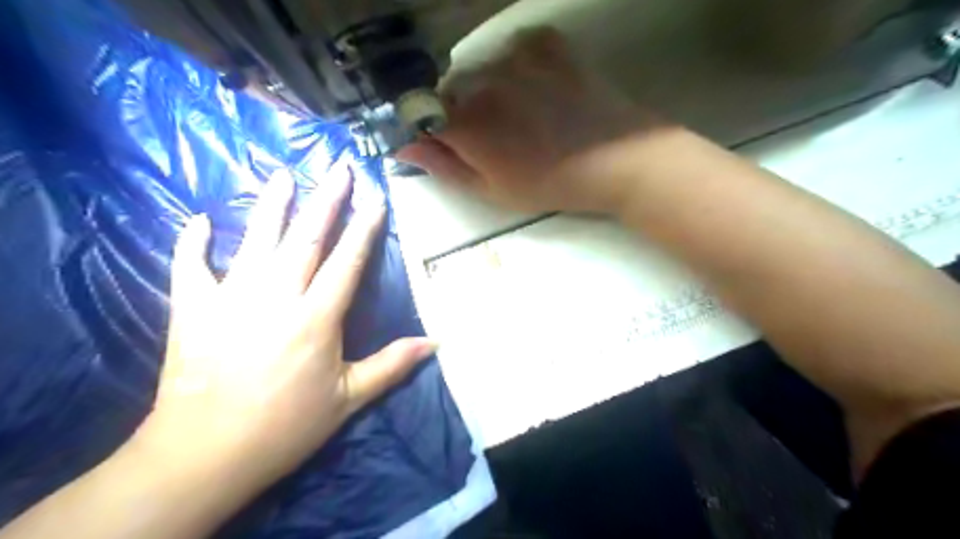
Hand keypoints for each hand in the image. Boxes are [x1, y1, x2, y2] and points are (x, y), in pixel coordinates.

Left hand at [131, 170, 438, 489]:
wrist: (204, 455)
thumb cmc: (286, 427)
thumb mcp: (348, 400)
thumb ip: (392, 365)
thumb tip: (435, 343)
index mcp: (316, 317)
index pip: (348, 260)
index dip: (364, 227)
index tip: (375, 198)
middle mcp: (276, 296)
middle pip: (306, 237)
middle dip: (327, 200)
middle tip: (338, 168)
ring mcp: (231, 298)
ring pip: (255, 240)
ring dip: (271, 205)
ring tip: (283, 174)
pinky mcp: (193, 310)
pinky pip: (190, 267)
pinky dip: (192, 242)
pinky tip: (198, 220)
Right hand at [397, 28, 668, 214]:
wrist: (615, 160)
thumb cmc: (550, 185)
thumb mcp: (492, 191)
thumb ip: (444, 167)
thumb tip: (403, 147)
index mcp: (466, 124)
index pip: (423, 115)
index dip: (433, 131)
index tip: (450, 144)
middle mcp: (482, 81)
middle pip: (451, 90)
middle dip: (461, 112)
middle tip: (495, 137)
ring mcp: (515, 57)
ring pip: (481, 69)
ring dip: (490, 89)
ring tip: (523, 113)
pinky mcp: (546, 44)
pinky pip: (515, 48)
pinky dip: (518, 66)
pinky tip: (538, 87)